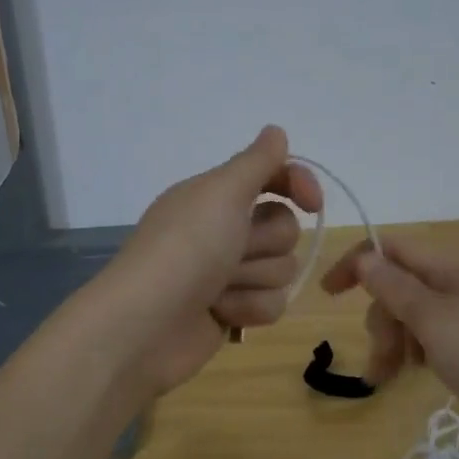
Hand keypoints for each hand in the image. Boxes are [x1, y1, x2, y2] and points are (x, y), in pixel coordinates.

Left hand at [102, 126, 321, 396]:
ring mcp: (227, 273)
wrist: (146, 326)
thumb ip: (256, 162)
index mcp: (216, 196)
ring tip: (218, 289)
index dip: (297, 185)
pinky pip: (272, 304)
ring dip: (253, 279)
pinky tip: (220, 315)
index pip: (274, 177)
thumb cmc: (185, 250)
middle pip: (285, 228)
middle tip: (231, 252)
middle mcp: (223, 230)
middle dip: (264, 244)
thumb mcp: (221, 193)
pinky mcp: (232, 311)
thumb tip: (276, 131)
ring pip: (282, 270)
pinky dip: (248, 308)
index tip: (312, 203)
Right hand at [320, 235, 458, 445]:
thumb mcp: (434, 321)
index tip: (328, 296)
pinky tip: (421, 374)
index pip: (391, 248)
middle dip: (382, 320)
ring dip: (398, 341)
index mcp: (452, 265)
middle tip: (382, 362)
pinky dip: (422, 351)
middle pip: (403, 286)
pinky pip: (440, 335)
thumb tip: (365, 257)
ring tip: (392, 379)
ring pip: (419, 314)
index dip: (356, 265)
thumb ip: (395, 288)